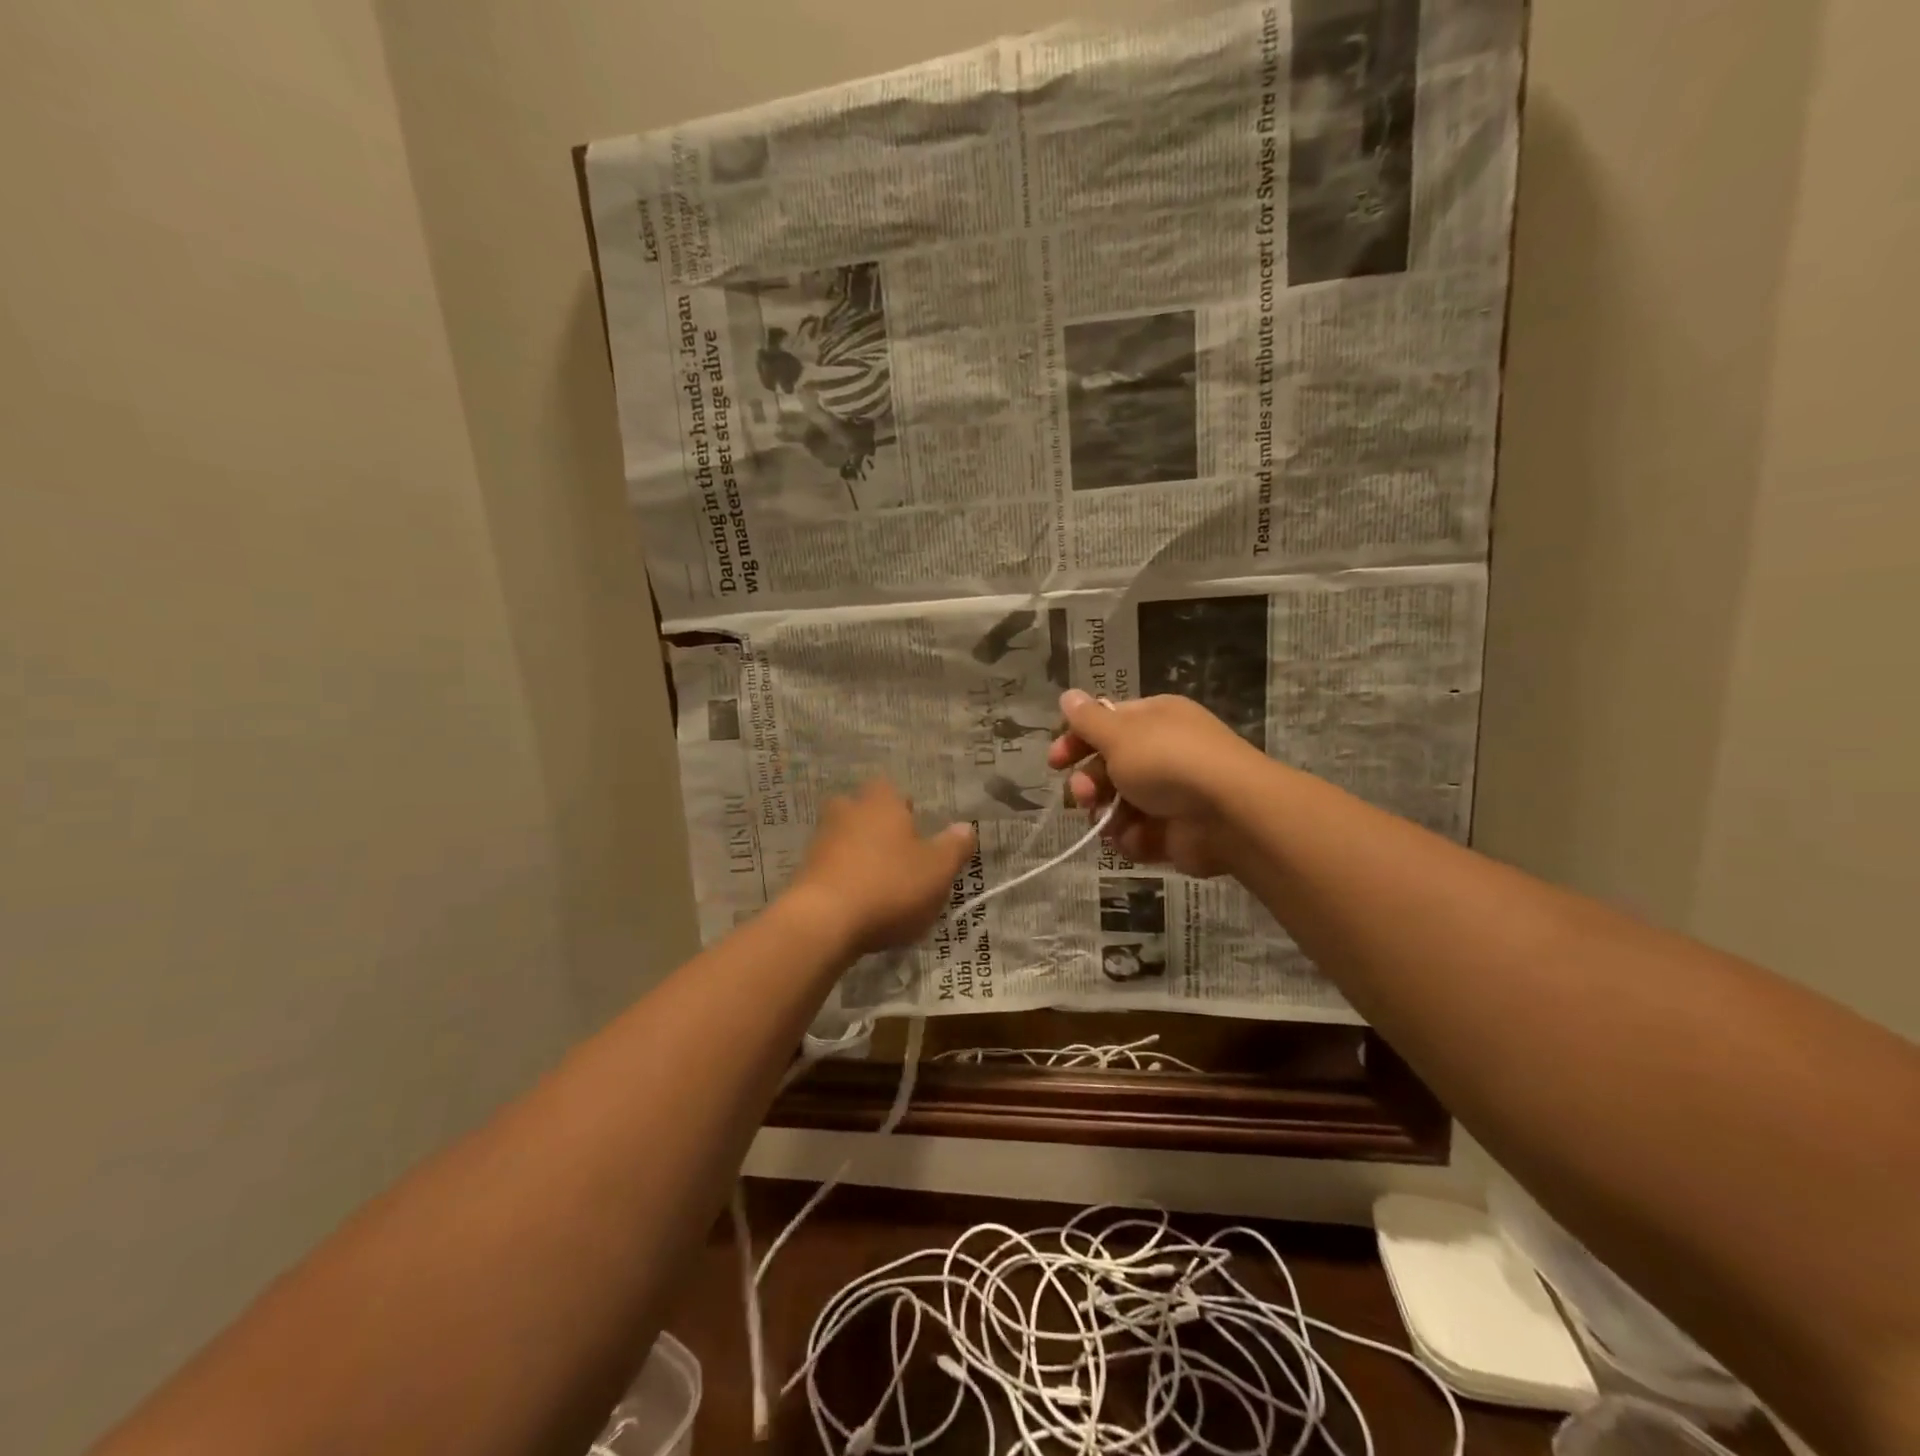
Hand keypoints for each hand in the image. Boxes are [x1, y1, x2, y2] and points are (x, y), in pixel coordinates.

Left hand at [785, 779, 976, 955]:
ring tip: (880, 884)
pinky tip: (858, 905)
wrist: (823, 922)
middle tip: (897, 853)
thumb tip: (966, 827)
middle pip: (861, 811)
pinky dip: (843, 880)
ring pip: (843, 839)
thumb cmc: (890, 886)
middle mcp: (846, 813)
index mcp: (880, 803)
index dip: (902, 806)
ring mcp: (820, 842)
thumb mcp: (937, 869)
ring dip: (858, 856)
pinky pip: (829, 869)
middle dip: (875, 827)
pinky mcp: (803, 874)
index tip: (915, 826)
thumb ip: (954, 847)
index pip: (889, 788)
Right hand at [1047, 690, 1264, 877]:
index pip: (1105, 725)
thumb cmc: (1169, 761)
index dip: (1077, 741)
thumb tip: (1068, 695)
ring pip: (1119, 805)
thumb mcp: (1120, 733)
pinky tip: (1135, 838)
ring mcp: (1170, 794)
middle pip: (1109, 767)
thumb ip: (1088, 720)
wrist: (1229, 814)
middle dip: (1089, 783)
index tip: (1055, 761)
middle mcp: (1162, 753)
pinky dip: (1132, 838)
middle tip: (1085, 795)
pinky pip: (1139, 834)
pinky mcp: (1174, 831)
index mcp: (1154, 720)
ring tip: (1109, 822)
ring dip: (1106, 814)